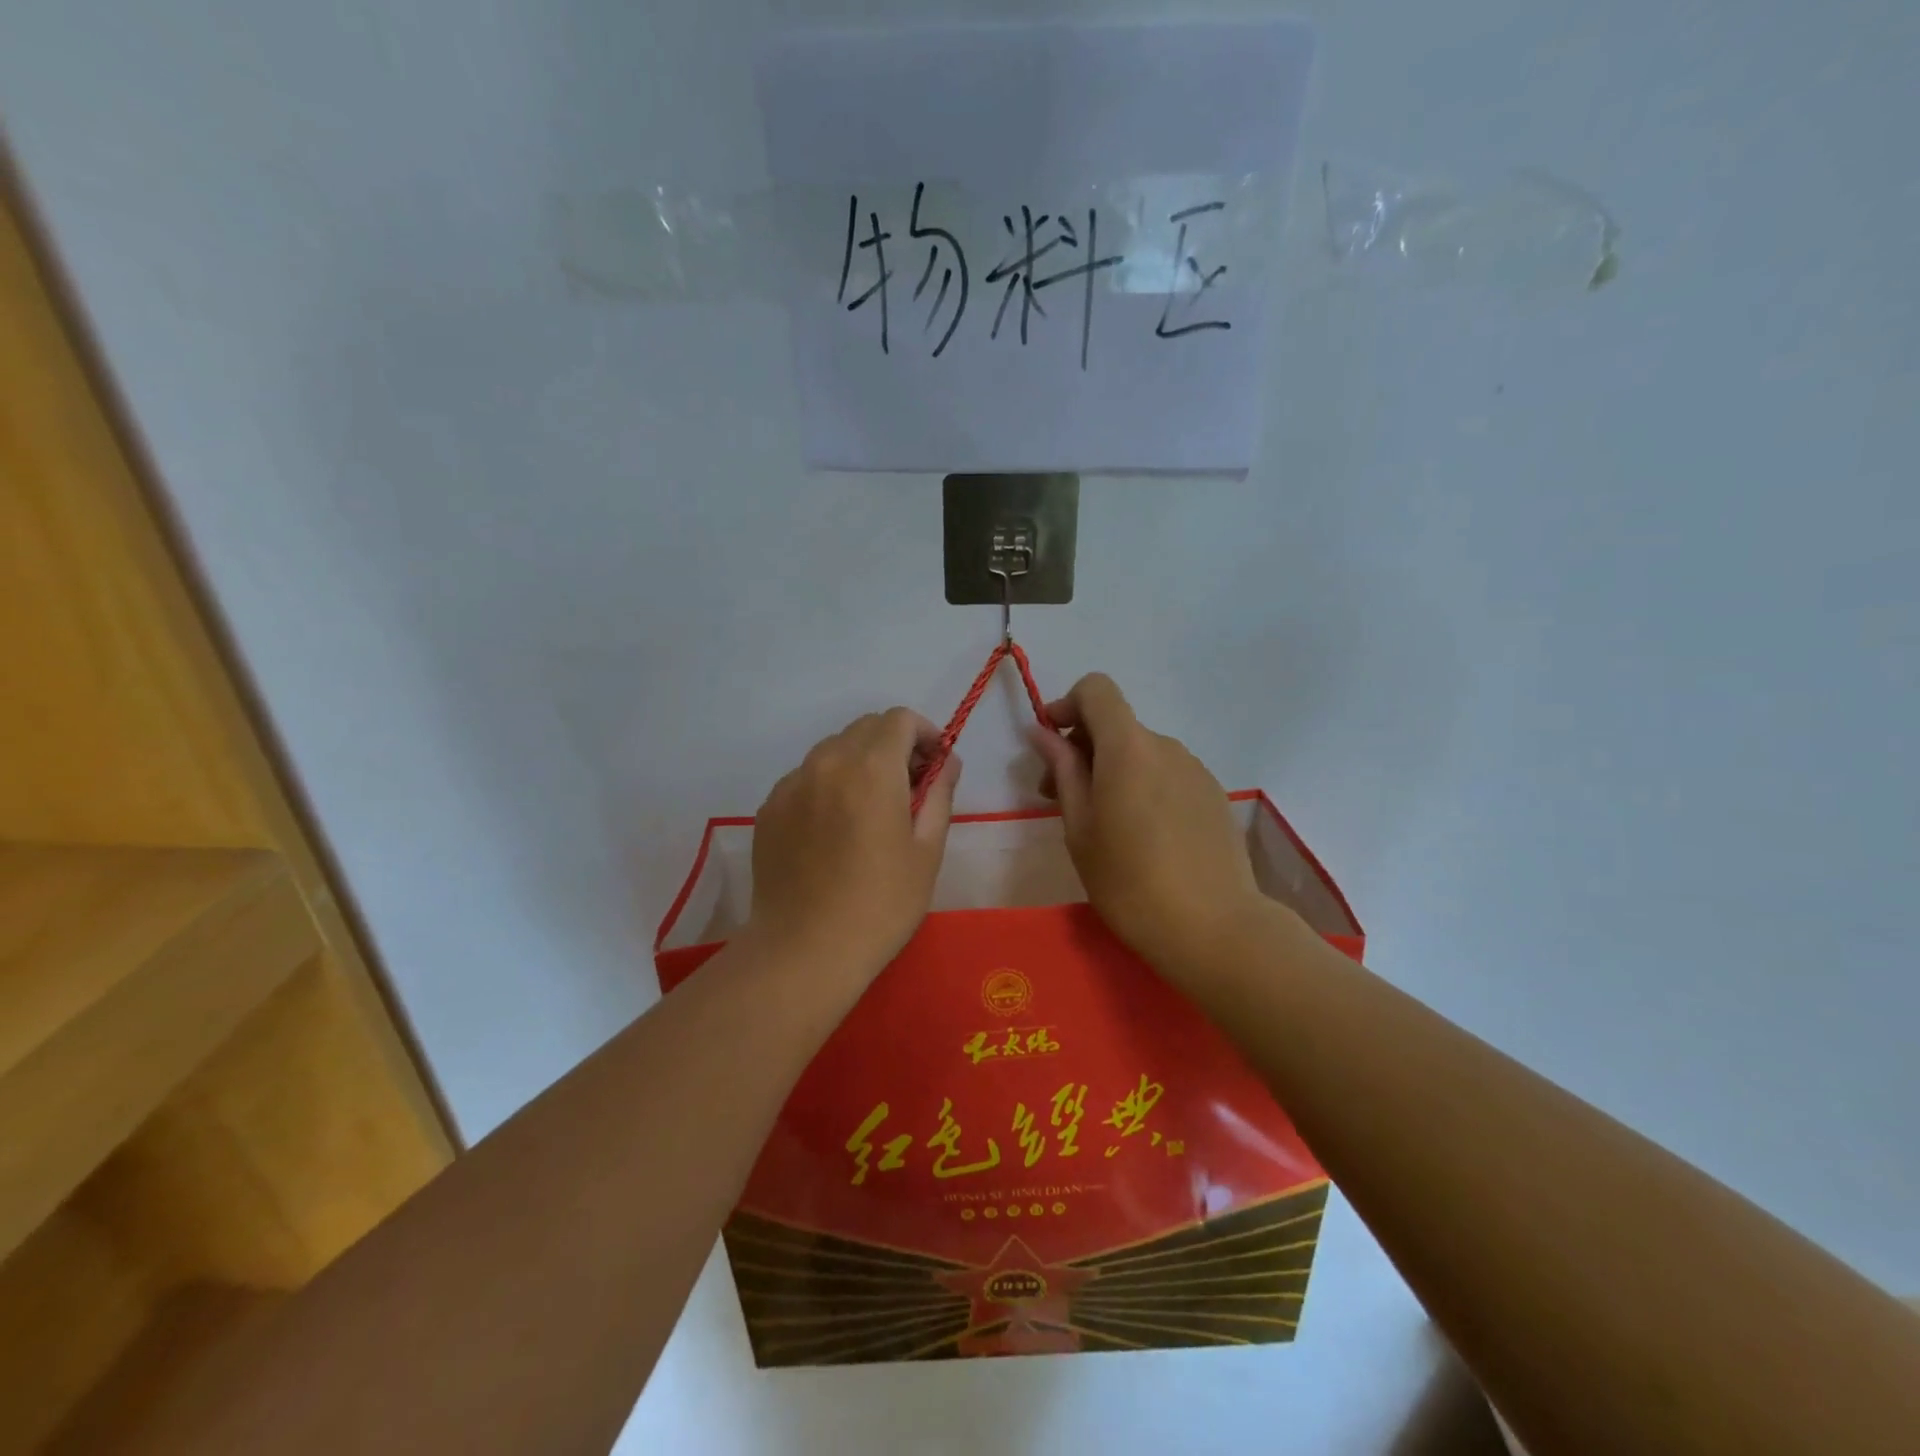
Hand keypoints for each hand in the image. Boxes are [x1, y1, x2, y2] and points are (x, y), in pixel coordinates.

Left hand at [746, 708, 958, 979]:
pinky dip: (829, 784)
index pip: (899, 719)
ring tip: (870, 810)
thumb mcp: (927, 850)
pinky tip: (835, 830)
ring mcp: (791, 783)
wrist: (805, 951)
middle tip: (909, 789)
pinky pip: (806, 777)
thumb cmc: (881, 904)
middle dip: (893, 746)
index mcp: (871, 767)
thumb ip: (940, 793)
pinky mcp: (770, 808)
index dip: (924, 734)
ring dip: (859, 762)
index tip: (935, 765)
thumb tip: (946, 762)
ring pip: (833, 750)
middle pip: (865, 728)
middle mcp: (827, 761)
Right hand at [1031, 674, 1265, 974]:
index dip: (1067, 705)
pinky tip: (1142, 836)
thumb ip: (1063, 771)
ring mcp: (1196, 770)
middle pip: (1117, 725)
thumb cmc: (1130, 882)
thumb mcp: (1080, 828)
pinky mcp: (1213, 795)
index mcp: (1128, 748)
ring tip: (1103, 824)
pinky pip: (1167, 774)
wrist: (1215, 928)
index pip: (1097, 690)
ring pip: (1142, 752)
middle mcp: (1166, 746)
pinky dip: (1143, 786)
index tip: (1050, 743)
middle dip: (1082, 748)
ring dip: (1113, 770)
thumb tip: (1044, 733)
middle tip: (1059, 798)